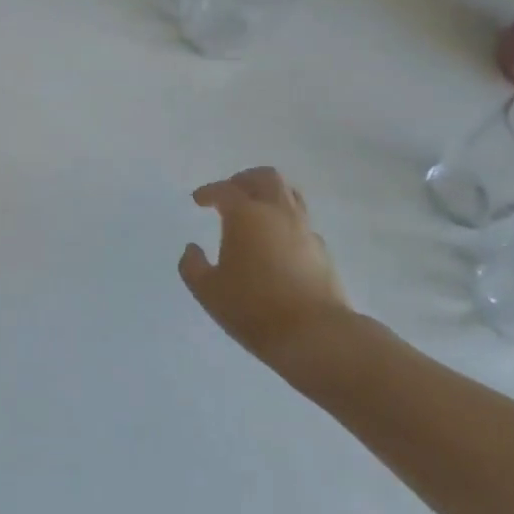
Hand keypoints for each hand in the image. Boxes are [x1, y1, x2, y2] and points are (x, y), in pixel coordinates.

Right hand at [178, 168, 351, 364]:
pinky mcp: (321, 251)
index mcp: (246, 216)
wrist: (315, 335)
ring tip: (255, 211)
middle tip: (230, 192)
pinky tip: (275, 242)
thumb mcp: (208, 290)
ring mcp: (304, 230)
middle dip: (244, 180)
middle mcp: (277, 214)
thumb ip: (193, 266)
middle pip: (266, 177)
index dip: (209, 192)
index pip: (225, 190)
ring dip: (269, 195)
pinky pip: (301, 222)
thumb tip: (192, 249)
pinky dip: (285, 222)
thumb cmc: (253, 308)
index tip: (198, 200)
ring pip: (290, 195)